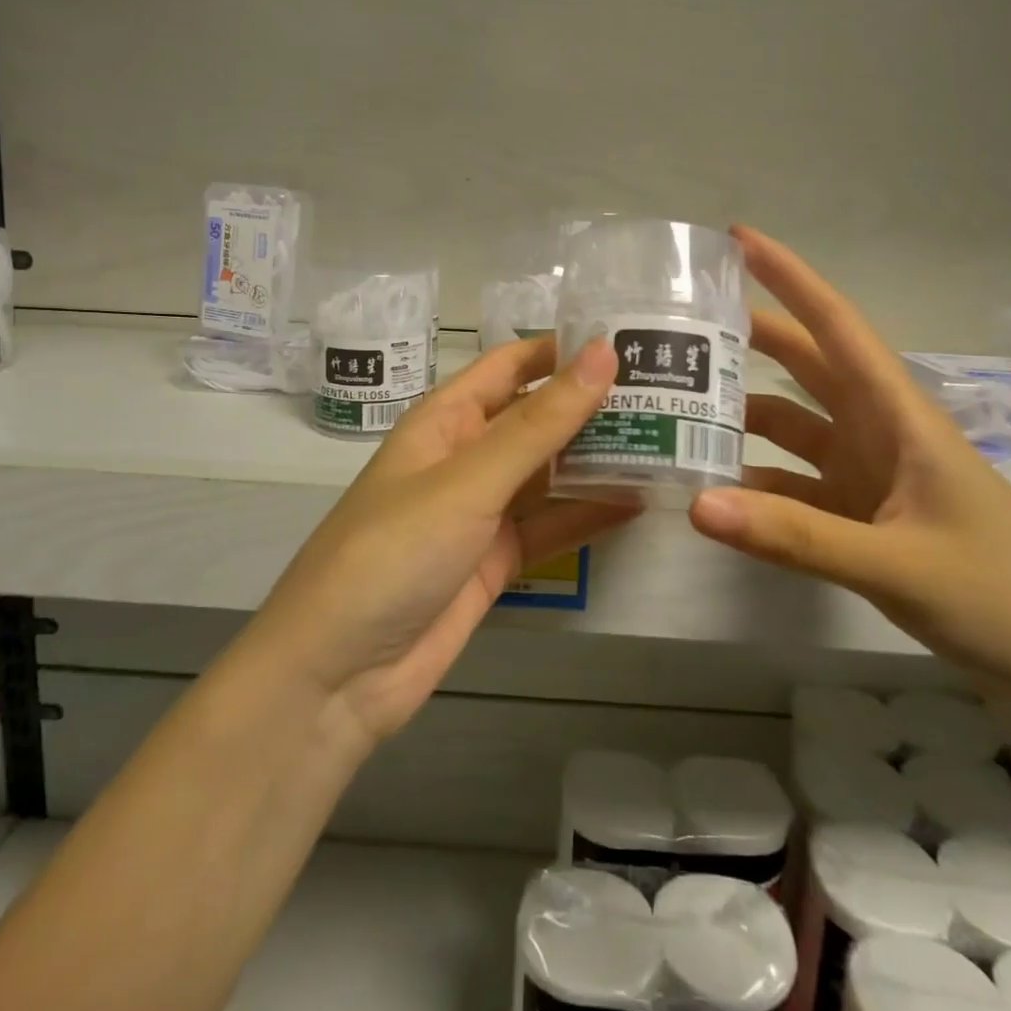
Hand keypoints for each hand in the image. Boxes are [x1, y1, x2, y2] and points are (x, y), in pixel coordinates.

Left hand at [243, 336, 636, 748]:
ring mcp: (481, 511)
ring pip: (549, 472)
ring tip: (670, 439)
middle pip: (538, 417)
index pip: (513, 365)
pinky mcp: (495, 560)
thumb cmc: (394, 552)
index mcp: (446, 418)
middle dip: (594, 404)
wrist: (339, 674)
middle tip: (671, 391)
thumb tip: (602, 353)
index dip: (565, 348)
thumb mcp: (469, 480)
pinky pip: (549, 526)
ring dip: (599, 458)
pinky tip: (638, 502)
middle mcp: (466, 455)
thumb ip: (540, 423)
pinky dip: (588, 514)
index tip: (634, 336)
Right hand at [689, 227, 1010, 724]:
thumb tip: (696, 505)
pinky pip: (796, 487)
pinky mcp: (863, 519)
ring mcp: (870, 477)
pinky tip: (717, 493)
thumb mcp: (898, 564)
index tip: (736, 239)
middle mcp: (879, 434)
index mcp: (899, 416)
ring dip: (744, 417)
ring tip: (679, 412)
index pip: (837, 326)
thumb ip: (794, 536)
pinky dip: (758, 485)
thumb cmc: (1007, 596)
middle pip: (806, 367)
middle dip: (750, 339)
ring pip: (794, 427)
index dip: (789, 277)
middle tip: (682, 327)